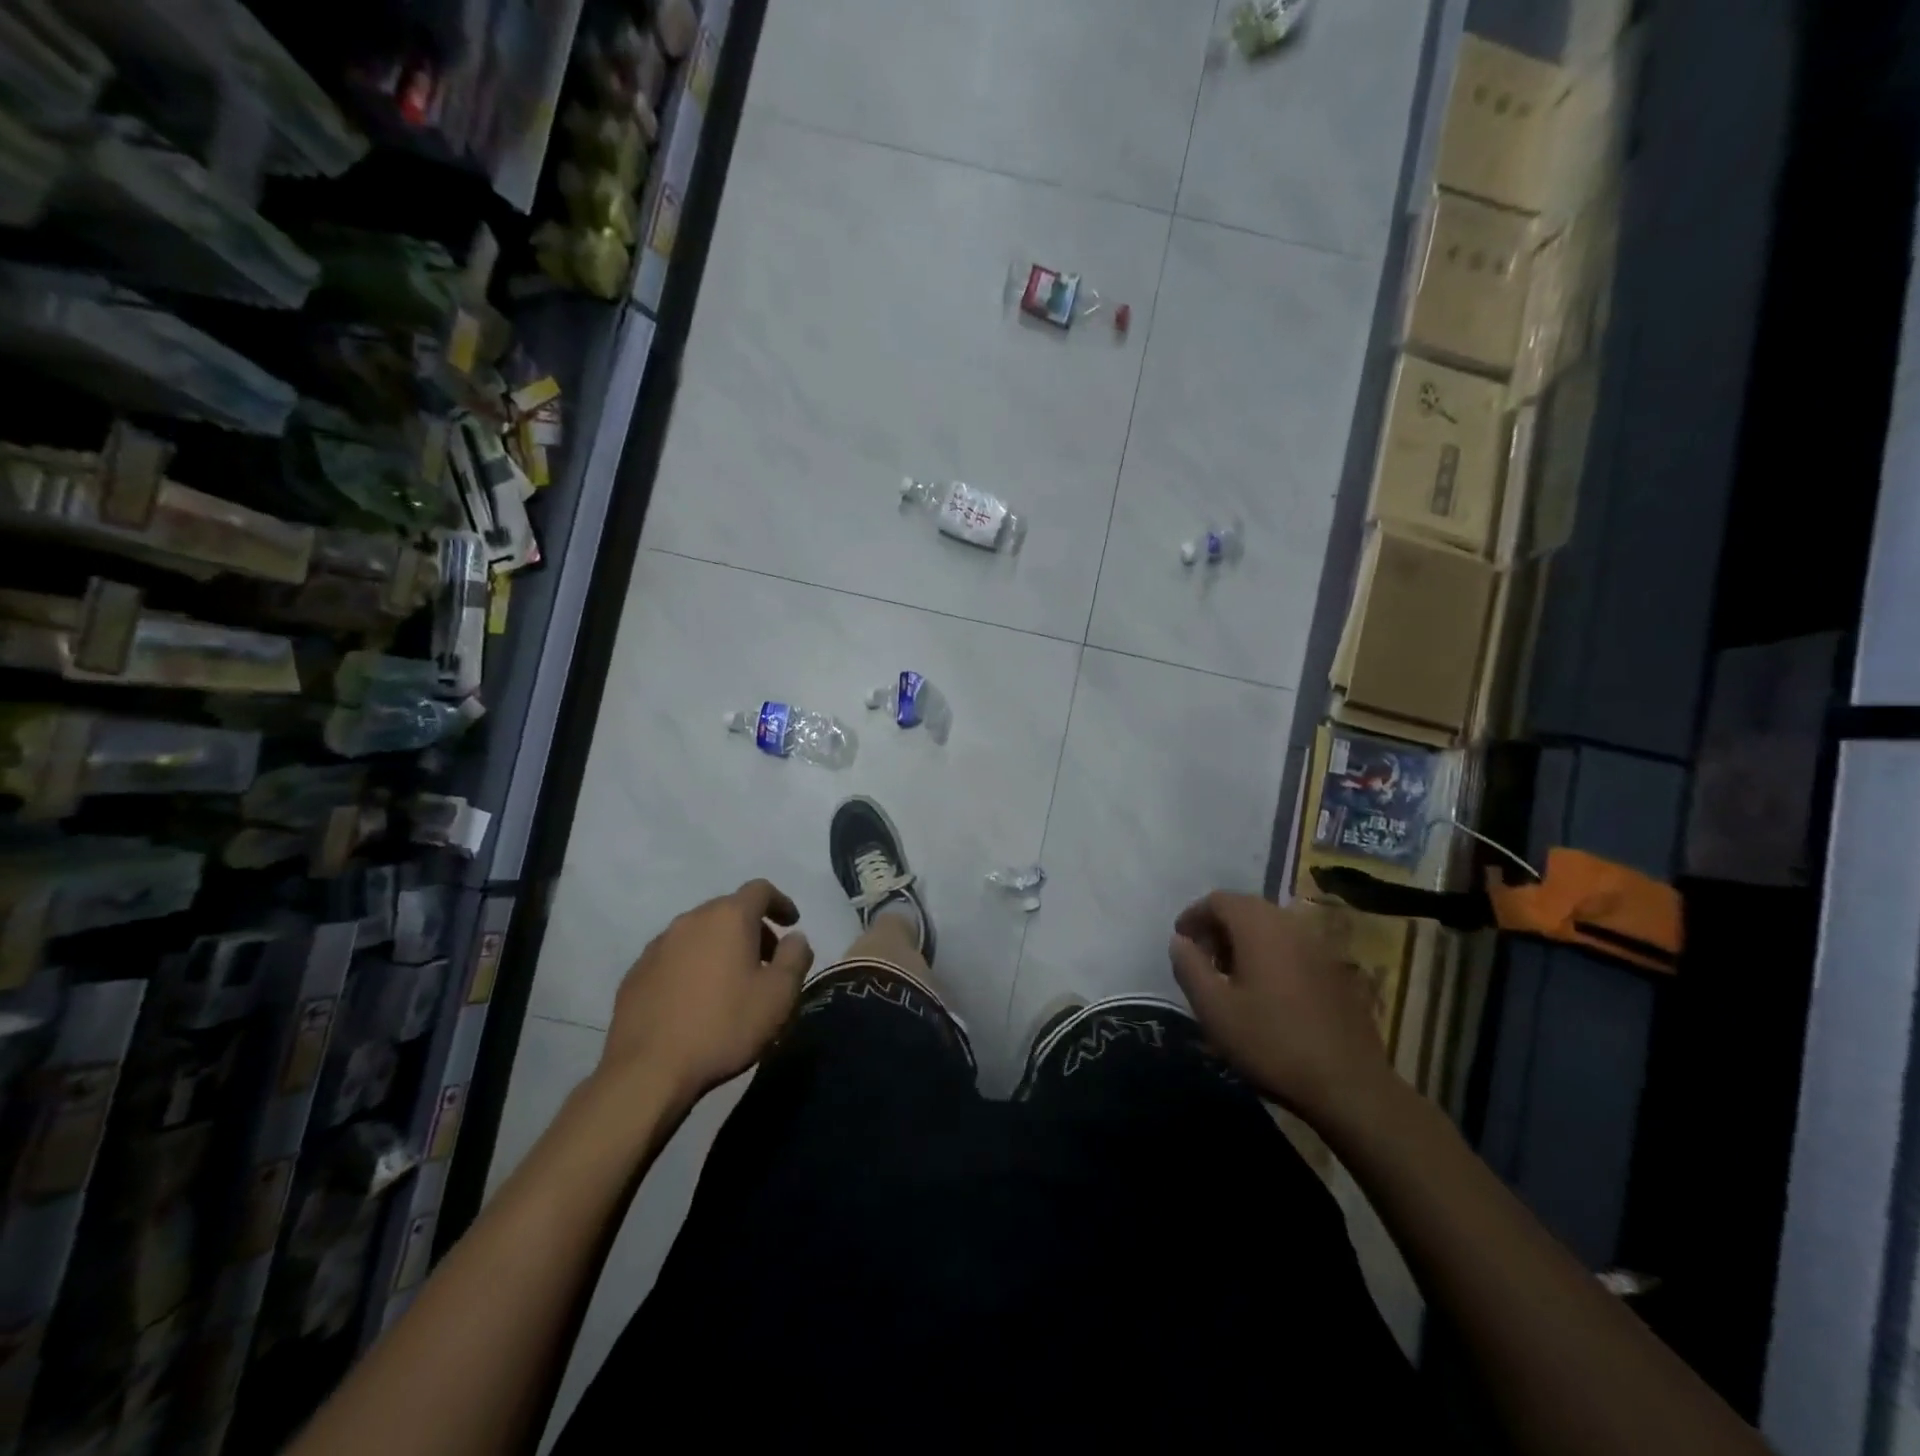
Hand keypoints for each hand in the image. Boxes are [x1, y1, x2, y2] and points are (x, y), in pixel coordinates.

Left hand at [599, 879, 813, 1110]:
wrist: (647, 1071)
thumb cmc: (724, 1026)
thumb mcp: (779, 995)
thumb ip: (796, 957)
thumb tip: (795, 938)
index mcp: (728, 917)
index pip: (760, 890)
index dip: (781, 902)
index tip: (792, 924)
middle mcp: (690, 920)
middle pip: (728, 910)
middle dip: (752, 929)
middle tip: (767, 961)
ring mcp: (658, 946)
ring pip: (699, 933)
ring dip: (721, 947)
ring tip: (731, 983)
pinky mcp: (636, 973)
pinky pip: (674, 957)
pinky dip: (693, 966)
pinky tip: (696, 1000)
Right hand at [1170, 891, 1391, 1126]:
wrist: (1349, 1085)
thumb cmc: (1271, 1042)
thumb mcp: (1214, 1008)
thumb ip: (1189, 967)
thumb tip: (1179, 941)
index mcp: (1260, 926)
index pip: (1220, 900)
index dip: (1194, 915)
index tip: (1180, 940)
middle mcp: (1292, 925)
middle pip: (1247, 909)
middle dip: (1219, 927)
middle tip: (1202, 959)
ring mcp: (1320, 947)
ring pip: (1272, 928)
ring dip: (1245, 942)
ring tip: (1230, 976)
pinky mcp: (1337, 972)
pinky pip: (1293, 947)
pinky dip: (1271, 955)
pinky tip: (1266, 992)